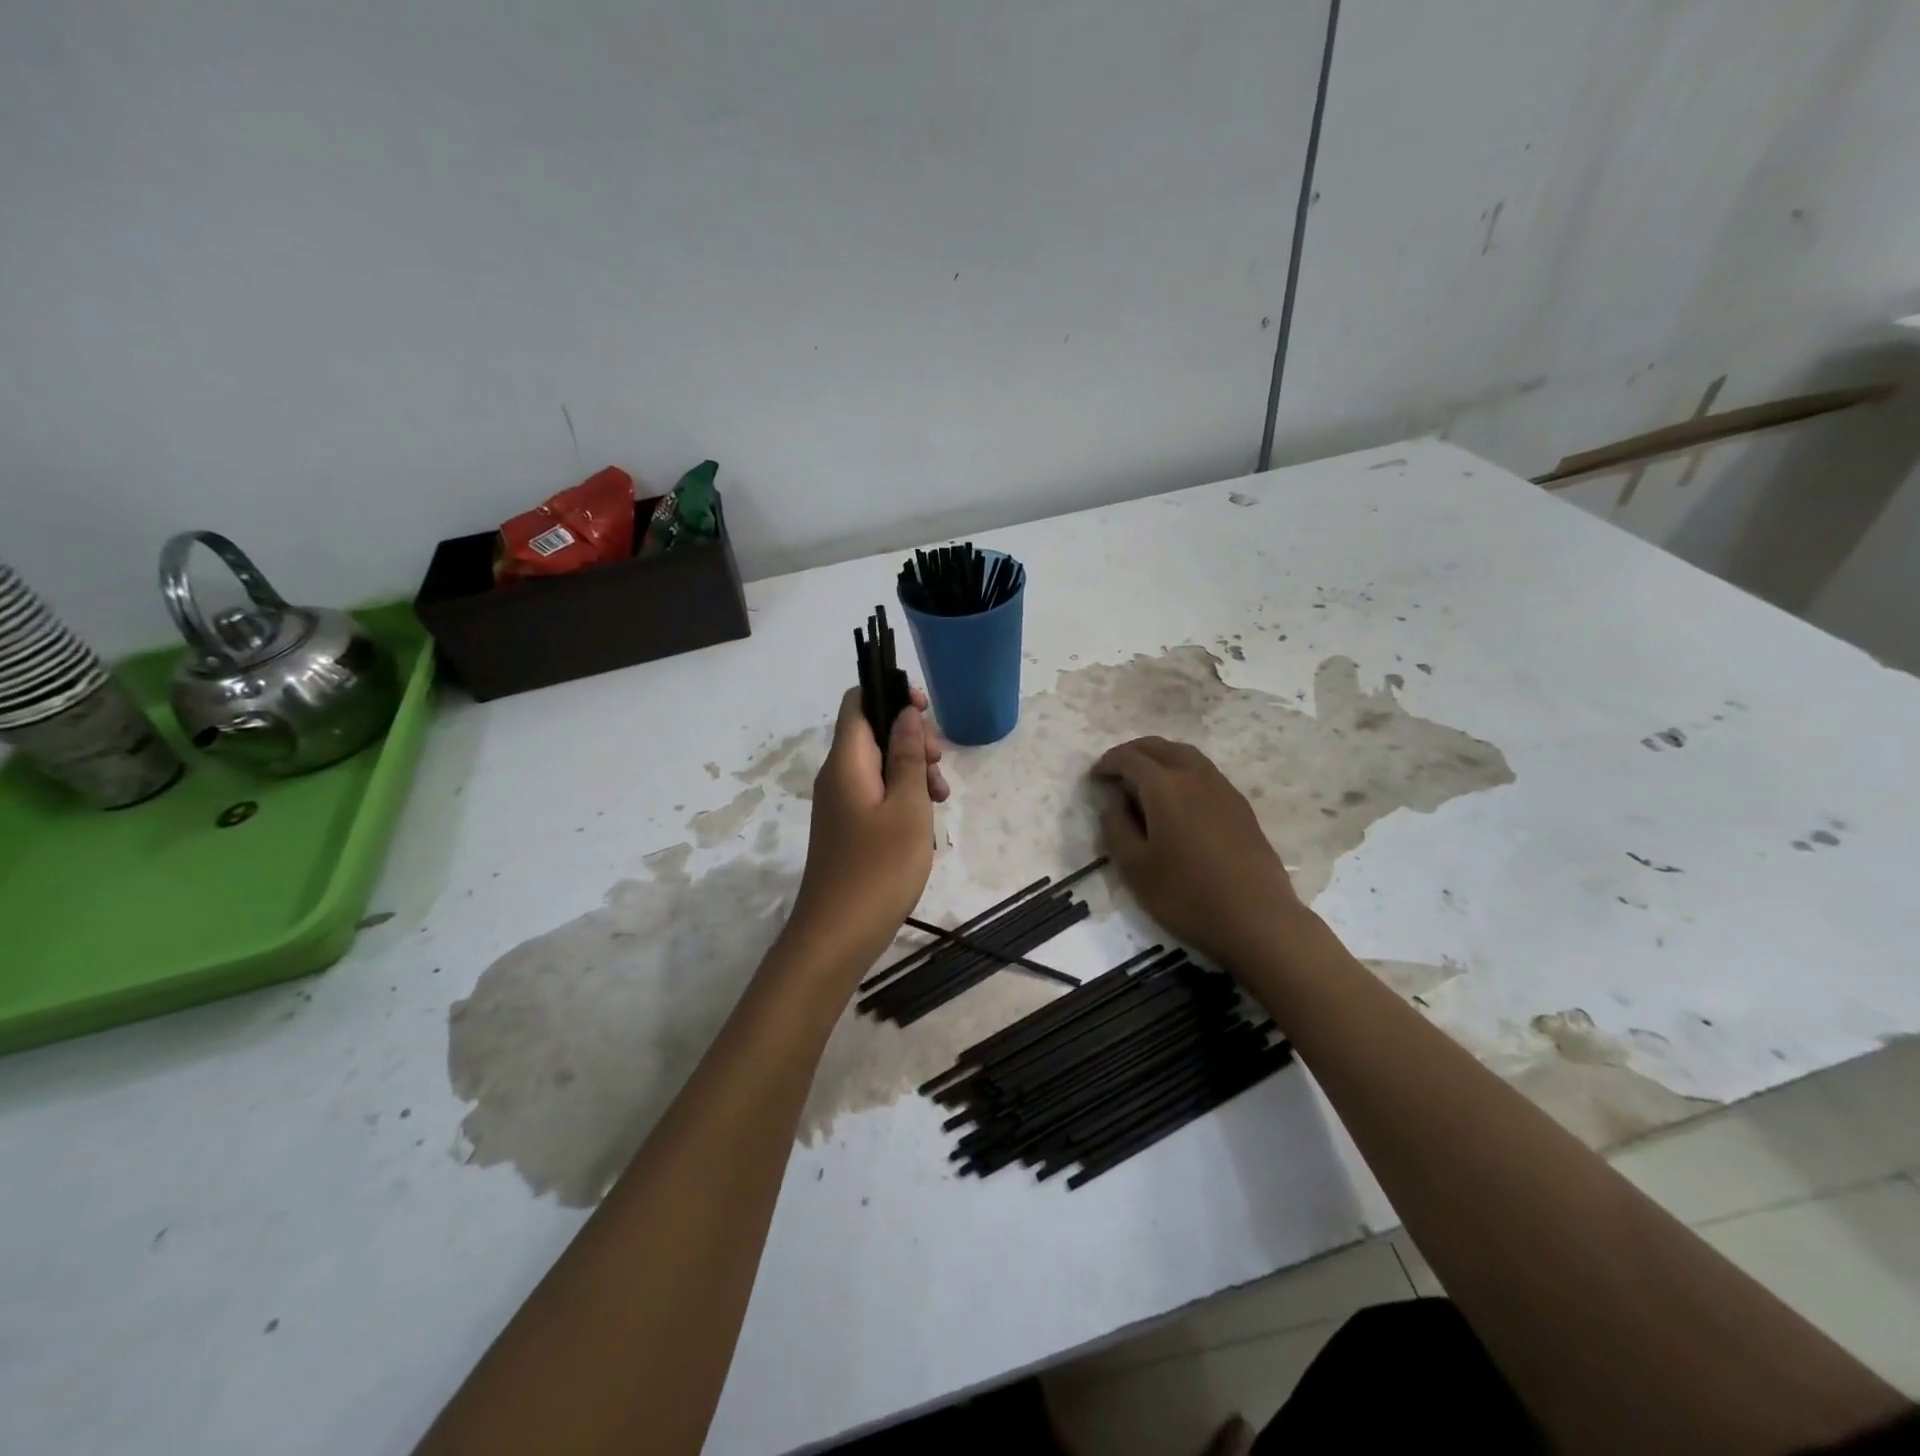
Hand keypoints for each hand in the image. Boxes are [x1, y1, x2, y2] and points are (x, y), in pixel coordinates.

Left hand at [785, 688, 949, 974]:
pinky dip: (902, 796)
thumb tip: (905, 712)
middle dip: (912, 738)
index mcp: (846, 761)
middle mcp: (837, 775)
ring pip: (878, 765)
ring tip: (941, 800)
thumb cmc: (878, 868)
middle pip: (873, 732)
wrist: (837, 935)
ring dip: (913, 771)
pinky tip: (925, 822)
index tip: (926, 712)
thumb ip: (908, 756)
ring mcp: (840, 803)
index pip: (858, 701)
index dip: (891, 694)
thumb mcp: (908, 808)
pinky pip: (876, 793)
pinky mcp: (847, 828)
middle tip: (940, 766)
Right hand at [1092, 736, 1306, 968]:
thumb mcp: (1135, 867)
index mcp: (1165, 787)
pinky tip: (1178, 799)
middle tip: (1115, 771)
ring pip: (1186, 755)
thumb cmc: (1186, 895)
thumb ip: (1116, 827)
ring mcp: (1223, 789)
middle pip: (1160, 747)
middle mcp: (1195, 776)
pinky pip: (1204, 772)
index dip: (1107, 763)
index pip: (1130, 759)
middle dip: (1133, 752)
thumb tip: (1113, 802)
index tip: (1093, 778)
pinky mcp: (1241, 806)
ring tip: (1144, 780)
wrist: (1257, 919)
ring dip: (1160, 758)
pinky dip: (1182, 771)